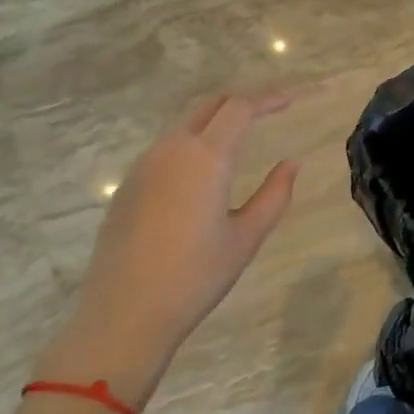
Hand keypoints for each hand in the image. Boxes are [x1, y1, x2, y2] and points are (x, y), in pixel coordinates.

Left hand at [38, 94, 298, 400]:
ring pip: (185, 123)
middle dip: (242, 101)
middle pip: (210, 105)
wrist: (122, 316)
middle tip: (270, 110)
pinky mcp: (128, 185)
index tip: (291, 100)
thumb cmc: (194, 278)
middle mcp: (172, 149)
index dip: (269, 98)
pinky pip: (166, 146)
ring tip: (241, 134)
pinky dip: (192, 141)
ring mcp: (144, 165)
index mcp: (206, 157)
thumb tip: (291, 163)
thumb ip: (274, 195)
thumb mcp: (246, 238)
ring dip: (215, 119)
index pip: (241, 107)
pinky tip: (202, 168)